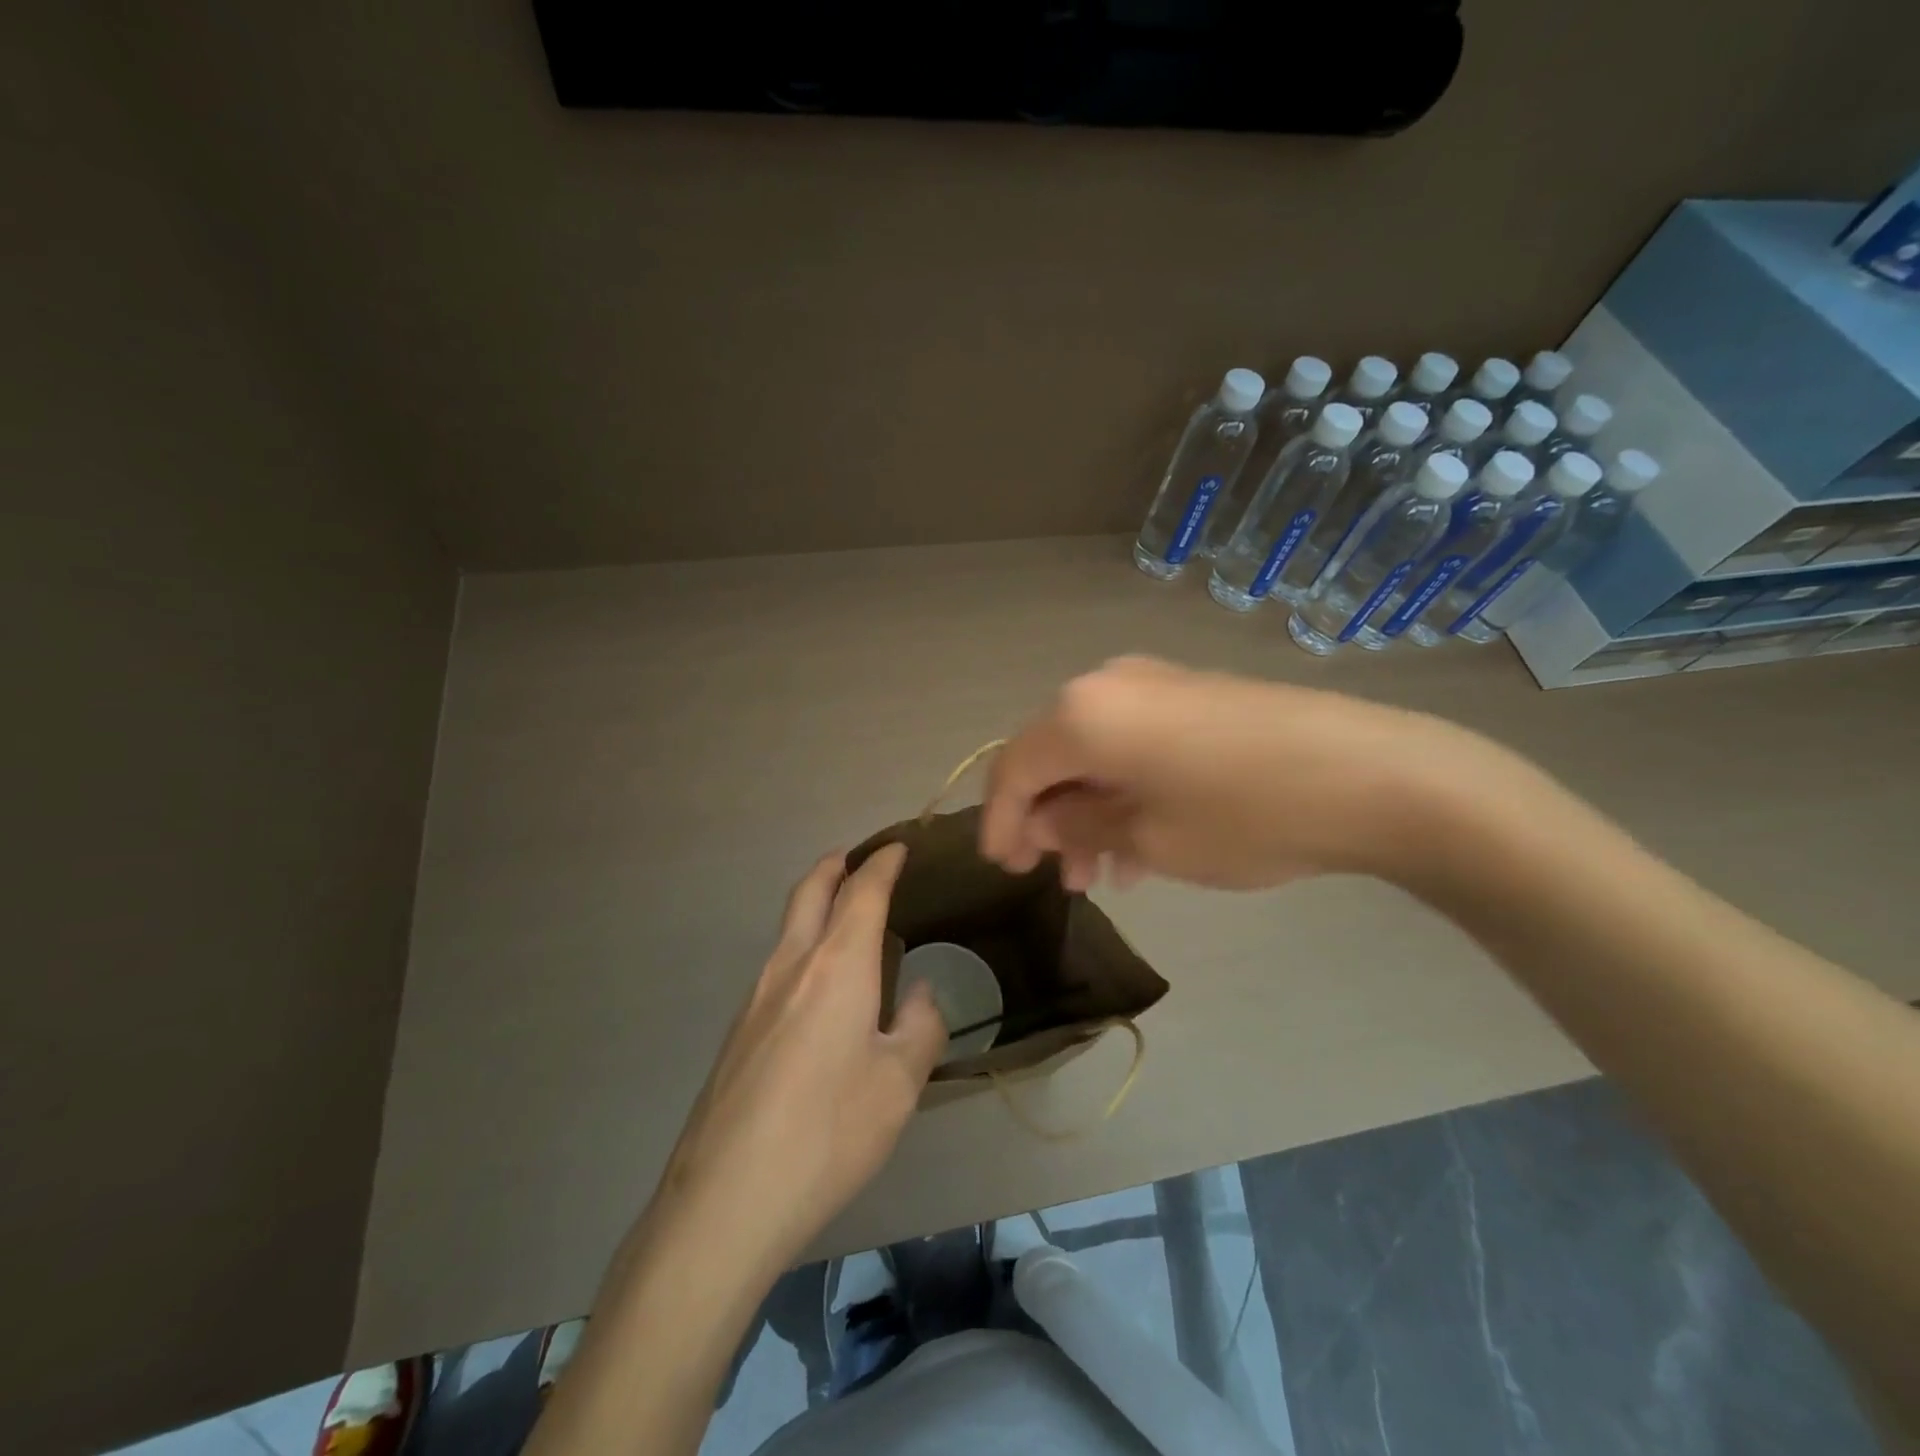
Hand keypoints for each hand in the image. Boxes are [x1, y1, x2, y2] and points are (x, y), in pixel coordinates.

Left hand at [648, 845, 947, 1274]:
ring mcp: (755, 997)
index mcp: (837, 966)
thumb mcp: (899, 1085)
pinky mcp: (738, 1031)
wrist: (725, 1200)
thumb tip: (922, 994)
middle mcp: (791, 966)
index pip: (861, 892)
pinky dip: (804, 946)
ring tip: (847, 920)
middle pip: (810, 891)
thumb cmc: (828, 1133)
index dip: (882, 864)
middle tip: (859, 859)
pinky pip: (778, 965)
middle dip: (836, 866)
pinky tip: (821, 989)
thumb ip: (922, 1027)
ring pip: (789, 927)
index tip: (898, 848)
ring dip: (816, 905)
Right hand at [979, 656, 1474, 891]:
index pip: (1014, 768)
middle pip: (1051, 754)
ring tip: (1102, 873)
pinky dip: (1124, 788)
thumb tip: (1043, 822)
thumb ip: (1079, 827)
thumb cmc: (1242, 815)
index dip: (1000, 821)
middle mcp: (1107, 684)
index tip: (1003, 868)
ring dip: (1088, 810)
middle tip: (1054, 876)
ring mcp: (1154, 683)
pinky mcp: (1193, 693)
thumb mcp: (1147, 837)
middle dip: (1046, 818)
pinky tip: (1142, 839)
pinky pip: (1134, 742)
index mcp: (1081, 713)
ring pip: (1095, 750)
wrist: (1370, 774)